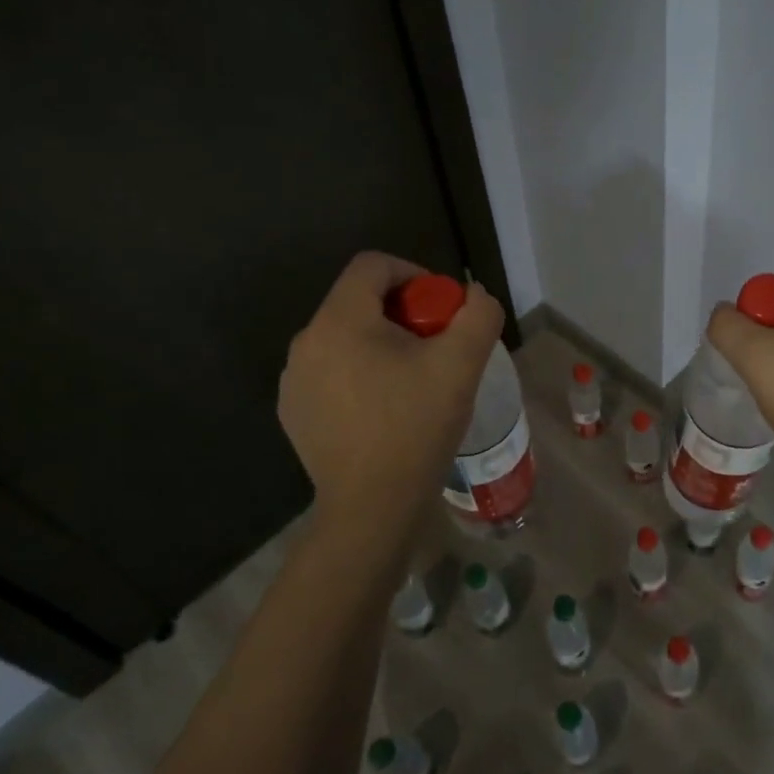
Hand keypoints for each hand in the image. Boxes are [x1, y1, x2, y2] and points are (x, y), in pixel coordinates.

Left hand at [277, 253, 503, 526]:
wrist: (372, 507)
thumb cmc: (416, 427)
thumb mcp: (462, 364)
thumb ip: (478, 314)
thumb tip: (474, 296)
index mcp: (339, 321)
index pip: (373, 266)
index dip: (414, 274)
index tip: (441, 310)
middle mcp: (306, 343)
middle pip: (359, 301)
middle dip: (404, 314)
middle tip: (436, 348)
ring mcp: (294, 380)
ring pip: (346, 338)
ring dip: (382, 344)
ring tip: (414, 381)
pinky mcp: (294, 411)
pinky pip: (332, 371)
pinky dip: (361, 374)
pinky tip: (386, 409)